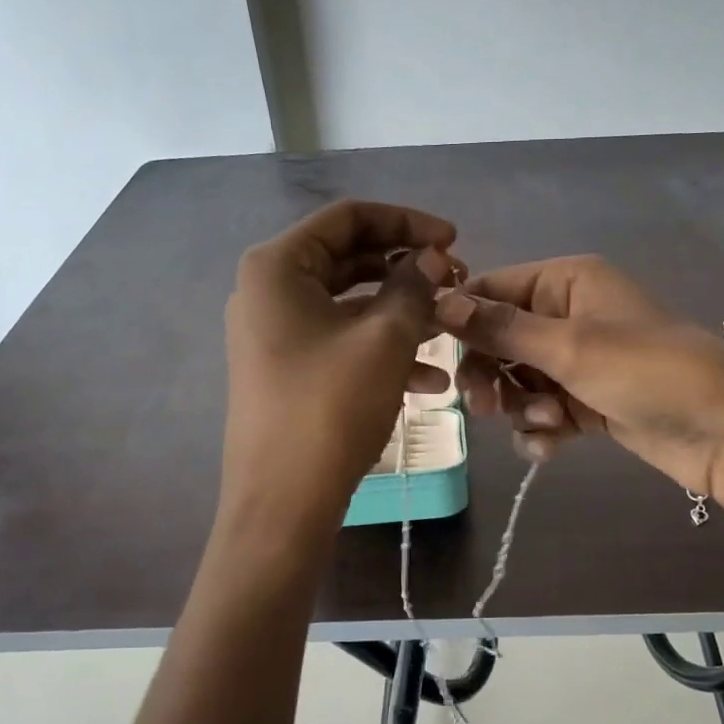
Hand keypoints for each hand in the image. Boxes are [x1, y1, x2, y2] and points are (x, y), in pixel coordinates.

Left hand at [221, 200, 458, 531]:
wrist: (282, 505)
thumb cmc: (330, 408)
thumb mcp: (385, 340)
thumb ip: (413, 286)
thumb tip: (431, 257)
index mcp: (278, 267)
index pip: (349, 218)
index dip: (407, 222)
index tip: (454, 240)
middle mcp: (268, 290)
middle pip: (350, 258)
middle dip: (407, 269)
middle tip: (455, 282)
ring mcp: (275, 332)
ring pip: (350, 303)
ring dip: (403, 313)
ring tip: (451, 330)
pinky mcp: (287, 368)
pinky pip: (341, 340)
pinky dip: (383, 349)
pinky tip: (431, 379)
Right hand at [435, 257, 723, 514]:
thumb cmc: (647, 372)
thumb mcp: (570, 347)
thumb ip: (501, 328)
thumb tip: (438, 301)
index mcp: (567, 281)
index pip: (492, 290)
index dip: (462, 321)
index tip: (438, 357)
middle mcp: (568, 314)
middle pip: (499, 340)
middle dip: (492, 375)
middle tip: (487, 407)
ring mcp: (578, 360)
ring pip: (517, 380)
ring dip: (521, 407)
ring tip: (550, 424)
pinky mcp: (587, 401)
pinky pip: (542, 409)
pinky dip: (541, 429)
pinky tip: (553, 447)